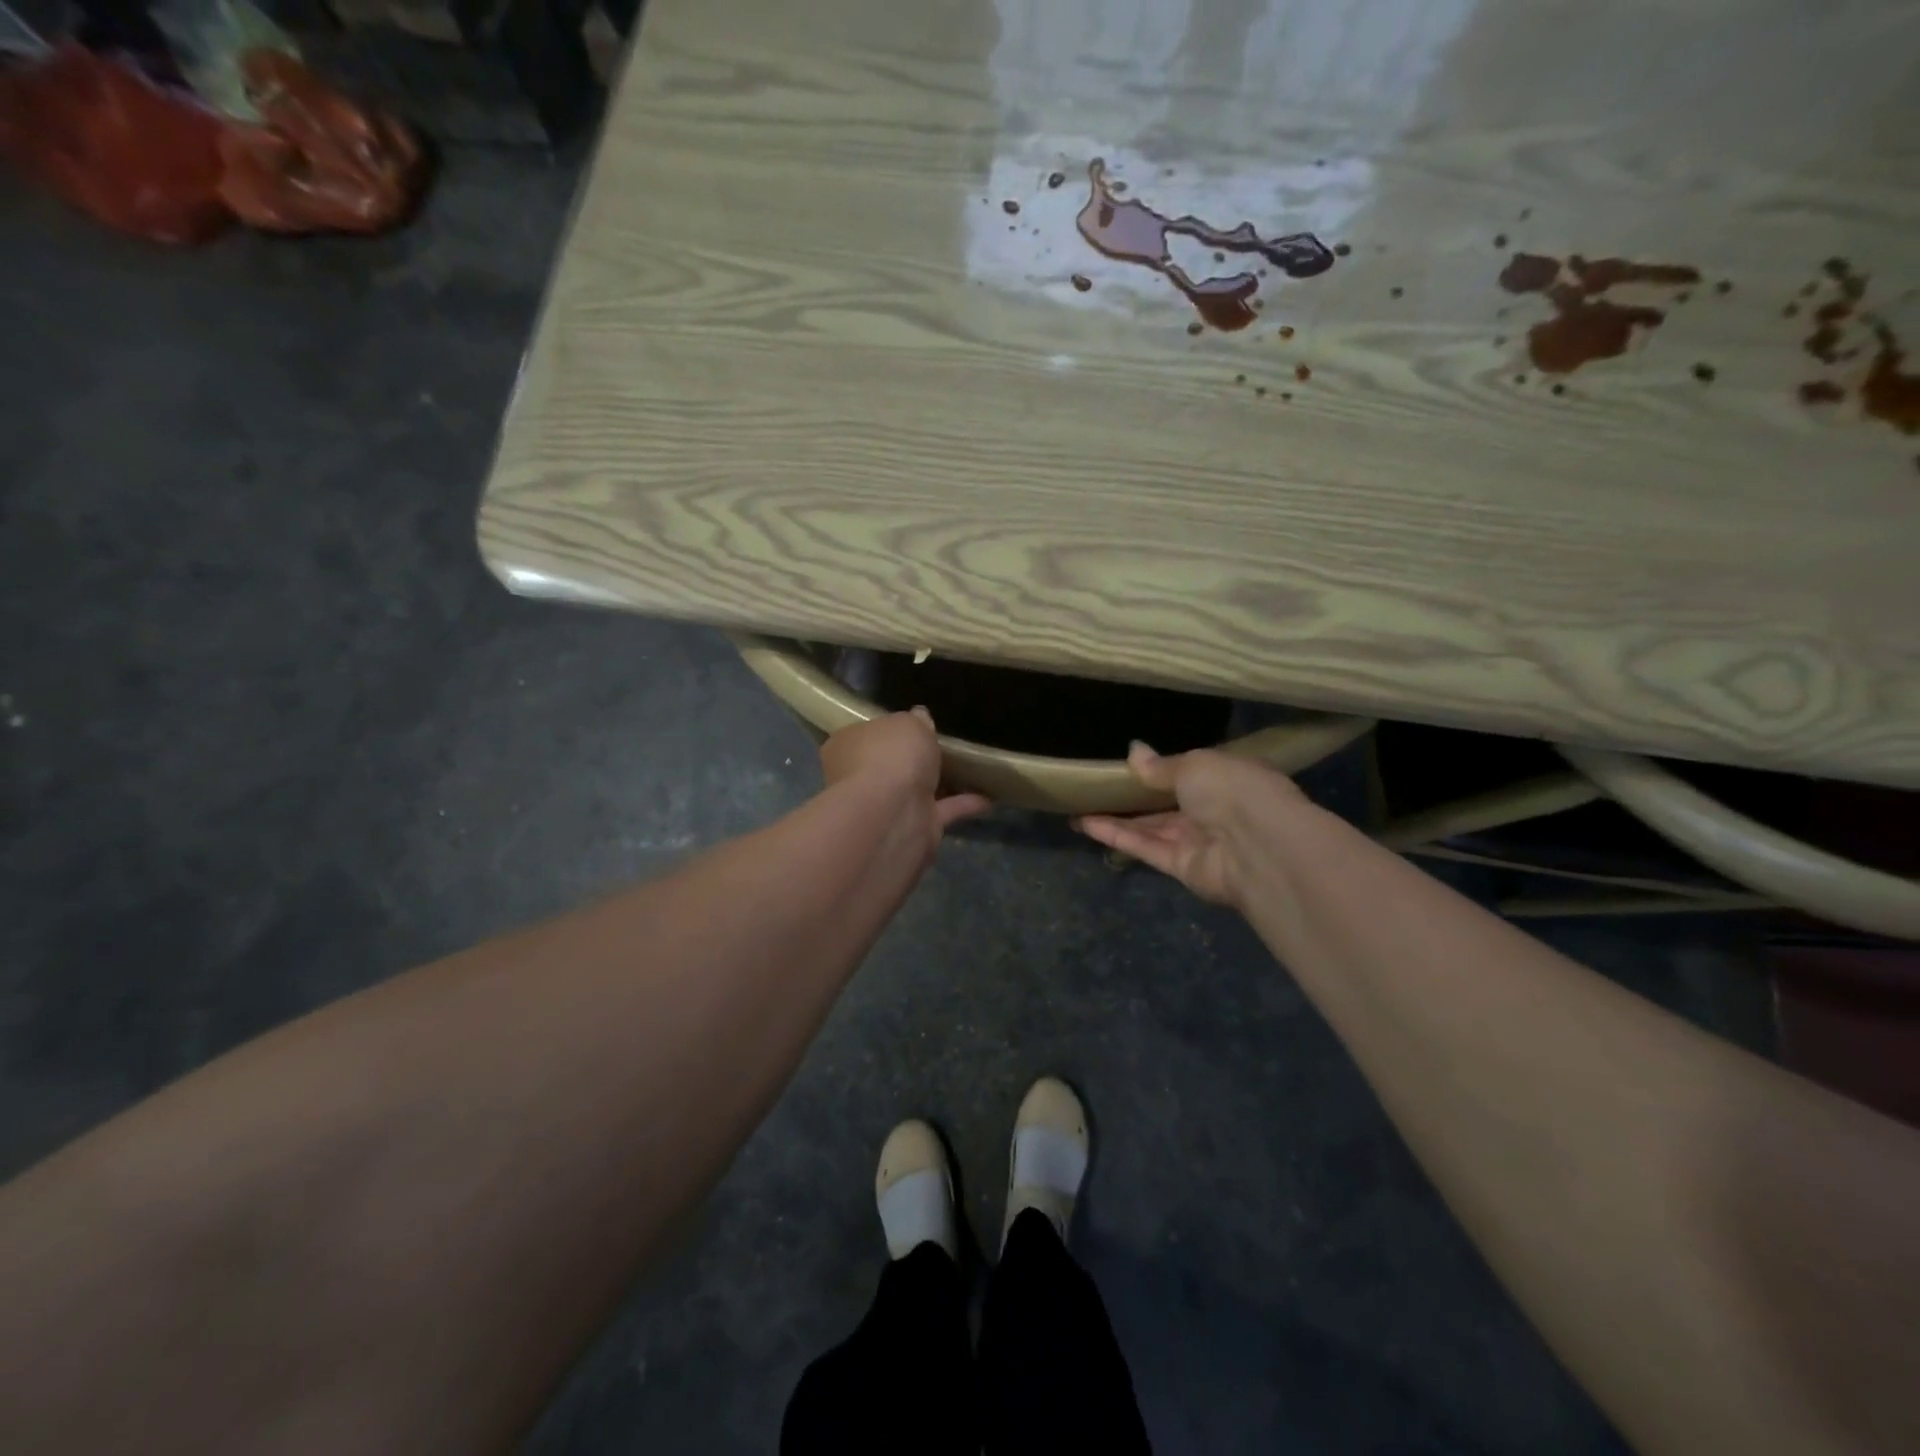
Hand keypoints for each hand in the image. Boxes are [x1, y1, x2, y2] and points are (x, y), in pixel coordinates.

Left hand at [819, 710, 990, 857]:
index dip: (886, 731)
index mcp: (846, 747)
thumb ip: (915, 720)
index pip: (864, 735)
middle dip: (910, 761)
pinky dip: (962, 804)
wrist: (893, 811)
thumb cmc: (890, 755)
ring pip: (914, 791)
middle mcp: (859, 779)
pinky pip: (941, 811)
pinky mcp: (913, 828)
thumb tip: (919, 718)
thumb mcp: (907, 722)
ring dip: (938, 784)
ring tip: (970, 770)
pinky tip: (988, 796)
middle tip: (940, 748)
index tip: (911, 727)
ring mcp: (886, 807)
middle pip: (887, 765)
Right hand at [1075, 742, 1302, 906]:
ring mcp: (1198, 840)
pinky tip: (1085, 824)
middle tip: (1097, 786)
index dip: (1162, 768)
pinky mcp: (1182, 867)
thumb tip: (1134, 751)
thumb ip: (1160, 765)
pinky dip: (1117, 836)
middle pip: (1168, 802)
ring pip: (1152, 827)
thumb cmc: (1232, 790)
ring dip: (1117, 818)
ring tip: (1080, 806)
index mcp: (1226, 777)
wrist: (1259, 846)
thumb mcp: (1193, 764)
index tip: (1129, 763)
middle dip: (1135, 795)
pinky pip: (1146, 847)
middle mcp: (1214, 809)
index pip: (1192, 772)